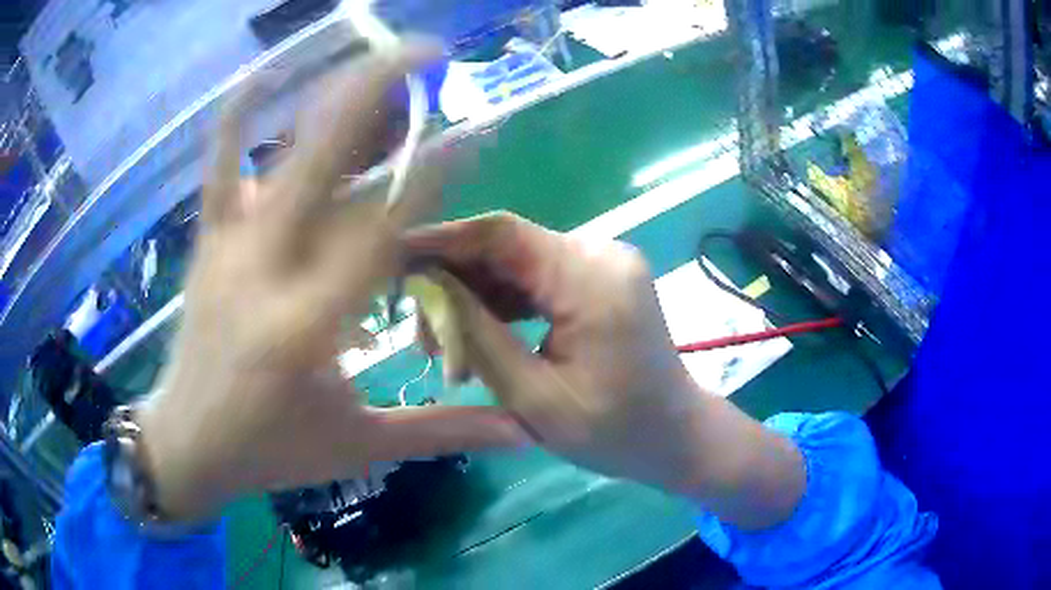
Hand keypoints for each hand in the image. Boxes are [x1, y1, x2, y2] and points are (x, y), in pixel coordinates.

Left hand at [136, 45, 522, 521]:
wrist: (188, 443)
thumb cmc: (272, 450)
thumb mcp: (359, 447)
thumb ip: (442, 430)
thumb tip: (523, 430)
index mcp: (307, 328)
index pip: (384, 230)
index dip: (435, 174)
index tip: (477, 131)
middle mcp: (264, 272)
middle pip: (323, 159)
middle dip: (380, 92)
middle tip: (428, 54)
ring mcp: (228, 247)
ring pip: (279, 149)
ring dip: (329, 95)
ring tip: (375, 59)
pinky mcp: (208, 242)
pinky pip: (220, 162)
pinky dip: (240, 113)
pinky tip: (268, 74)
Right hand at [407, 213, 803, 529]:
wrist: (677, 436)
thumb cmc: (616, 432)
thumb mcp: (535, 397)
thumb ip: (477, 336)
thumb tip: (427, 288)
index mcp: (592, 277)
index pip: (501, 234)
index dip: (441, 239)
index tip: (392, 256)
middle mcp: (599, 253)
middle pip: (506, 248)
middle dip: (454, 281)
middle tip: (420, 332)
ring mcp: (602, 263)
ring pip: (517, 265)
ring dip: (476, 298)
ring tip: (444, 347)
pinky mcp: (599, 280)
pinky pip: (538, 280)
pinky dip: (504, 305)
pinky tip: (480, 338)